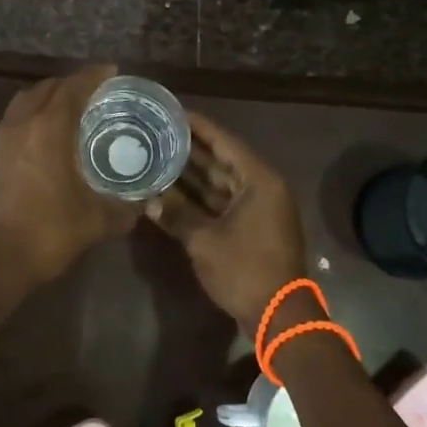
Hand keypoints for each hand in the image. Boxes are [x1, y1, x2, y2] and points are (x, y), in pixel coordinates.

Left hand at [0, 64, 138, 291]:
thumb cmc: (47, 233)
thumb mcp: (96, 221)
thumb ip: (125, 207)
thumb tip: (145, 203)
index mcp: (48, 129)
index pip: (72, 88)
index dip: (93, 76)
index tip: (112, 71)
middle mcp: (21, 124)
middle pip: (46, 88)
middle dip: (71, 84)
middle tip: (97, 92)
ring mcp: (1, 140)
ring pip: (26, 102)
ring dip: (49, 98)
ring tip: (74, 109)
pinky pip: (16, 120)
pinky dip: (35, 116)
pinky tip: (51, 136)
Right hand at [146, 110, 306, 332]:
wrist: (279, 316)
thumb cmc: (246, 270)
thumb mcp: (205, 240)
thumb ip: (176, 214)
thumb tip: (147, 199)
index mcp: (258, 180)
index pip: (224, 141)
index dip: (197, 126)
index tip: (172, 111)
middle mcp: (260, 188)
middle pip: (220, 160)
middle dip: (189, 149)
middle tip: (157, 133)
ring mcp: (256, 209)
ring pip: (218, 183)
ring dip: (191, 175)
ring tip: (157, 157)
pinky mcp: (249, 229)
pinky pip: (220, 203)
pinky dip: (198, 199)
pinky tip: (169, 192)